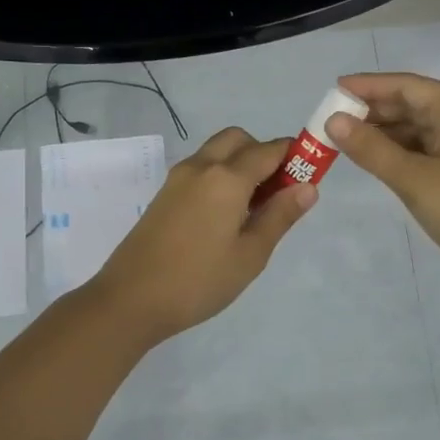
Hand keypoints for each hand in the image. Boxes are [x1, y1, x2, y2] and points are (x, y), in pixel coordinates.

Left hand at [86, 127, 315, 343]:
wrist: (130, 299)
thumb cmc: (199, 280)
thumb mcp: (251, 254)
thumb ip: (280, 216)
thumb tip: (308, 186)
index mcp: (227, 178)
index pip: (269, 150)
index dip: (294, 156)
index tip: (309, 176)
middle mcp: (201, 167)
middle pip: (239, 140)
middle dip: (263, 154)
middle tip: (276, 193)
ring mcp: (178, 179)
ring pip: (217, 152)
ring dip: (240, 164)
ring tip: (252, 208)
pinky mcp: (164, 194)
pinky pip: (200, 169)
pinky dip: (220, 176)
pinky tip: (224, 216)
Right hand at [327, 72, 439, 283]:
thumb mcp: (413, 179)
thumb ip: (371, 149)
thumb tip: (333, 121)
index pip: (408, 86)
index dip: (369, 86)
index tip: (335, 89)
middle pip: (416, 103)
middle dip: (375, 110)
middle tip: (335, 120)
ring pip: (424, 127)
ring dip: (388, 132)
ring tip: (350, 140)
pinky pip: (433, 147)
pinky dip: (405, 149)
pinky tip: (381, 158)